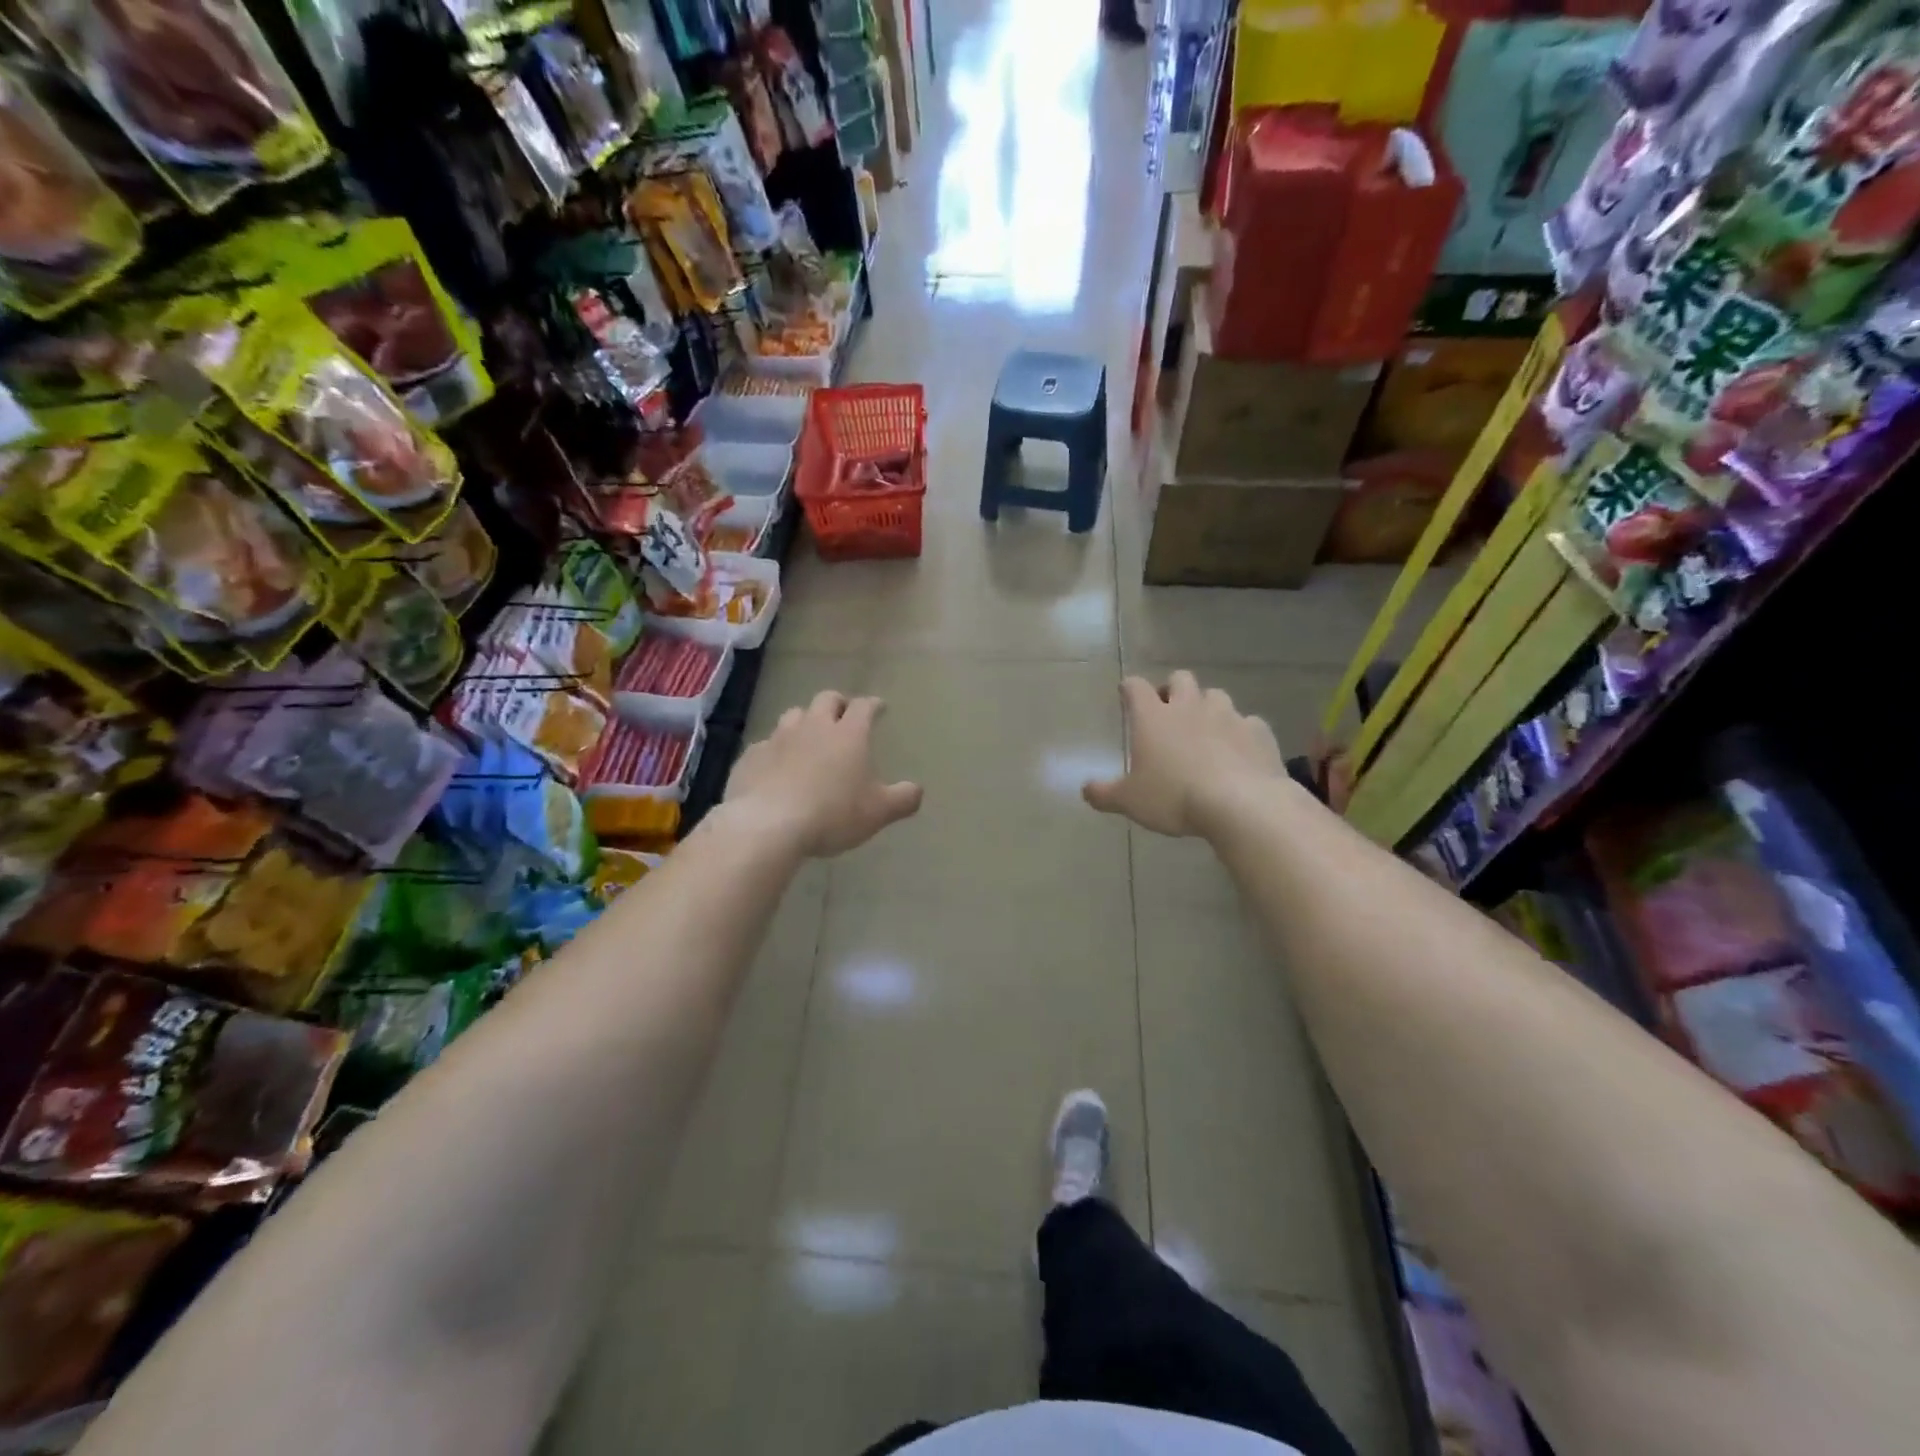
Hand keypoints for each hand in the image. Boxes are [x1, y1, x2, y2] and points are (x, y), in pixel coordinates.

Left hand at [724, 692, 922, 856]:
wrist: (768, 824)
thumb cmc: (832, 814)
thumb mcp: (878, 812)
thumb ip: (903, 799)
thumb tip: (917, 790)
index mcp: (848, 734)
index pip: (864, 707)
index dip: (873, 704)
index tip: (879, 707)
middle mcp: (814, 727)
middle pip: (826, 700)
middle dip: (838, 703)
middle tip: (843, 713)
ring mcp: (779, 738)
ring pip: (793, 715)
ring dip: (804, 720)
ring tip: (808, 735)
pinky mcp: (751, 756)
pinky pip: (765, 744)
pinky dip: (775, 749)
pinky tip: (776, 764)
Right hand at [1084, 672, 1285, 837]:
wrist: (1241, 804)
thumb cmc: (1174, 797)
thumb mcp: (1130, 801)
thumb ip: (1104, 794)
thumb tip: (1085, 790)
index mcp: (1153, 717)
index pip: (1135, 687)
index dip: (1129, 689)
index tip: (1126, 695)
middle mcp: (1189, 706)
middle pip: (1180, 679)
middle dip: (1172, 690)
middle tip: (1168, 712)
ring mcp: (1227, 716)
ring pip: (1216, 696)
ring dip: (1208, 707)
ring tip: (1205, 730)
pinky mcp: (1258, 731)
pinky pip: (1248, 723)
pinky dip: (1241, 733)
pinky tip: (1239, 752)